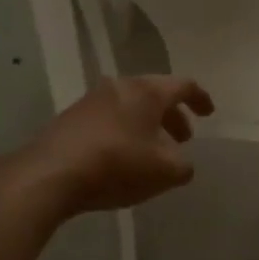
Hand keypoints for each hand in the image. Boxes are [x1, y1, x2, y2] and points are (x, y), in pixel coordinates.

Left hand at [21, 75, 214, 215]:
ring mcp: (91, 101)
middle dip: (172, 116)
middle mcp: (119, 87)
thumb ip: (183, 166)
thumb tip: (181, 164)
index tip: (209, 113)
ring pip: (130, 108)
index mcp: (147, 91)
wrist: (49, 174)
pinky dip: (124, 134)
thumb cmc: (116, 164)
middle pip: (154, 95)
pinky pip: (108, 120)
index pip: (183, 85)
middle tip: (182, 139)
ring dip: (147, 126)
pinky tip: (122, 159)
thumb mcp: (164, 172)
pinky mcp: (70, 120)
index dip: (200, 98)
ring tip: (153, 153)